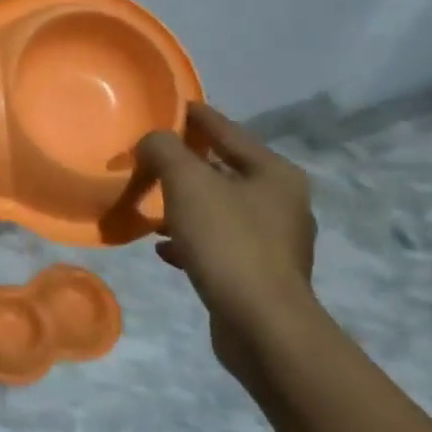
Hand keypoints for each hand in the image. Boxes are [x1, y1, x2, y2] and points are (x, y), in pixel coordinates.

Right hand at [136, 103, 319, 382]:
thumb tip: (152, 140)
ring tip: (151, 205)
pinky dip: (190, 239)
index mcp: (274, 173)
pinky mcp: (259, 274)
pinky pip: (218, 244)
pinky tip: (164, 248)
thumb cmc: (228, 242)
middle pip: (224, 170)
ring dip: (185, 205)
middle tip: (150, 158)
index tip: (169, 105)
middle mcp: (281, 202)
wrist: (262, 325)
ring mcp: (274, 241)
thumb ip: (165, 150)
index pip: (227, 130)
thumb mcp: (187, 183)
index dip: (195, 116)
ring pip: (219, 209)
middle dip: (186, 164)